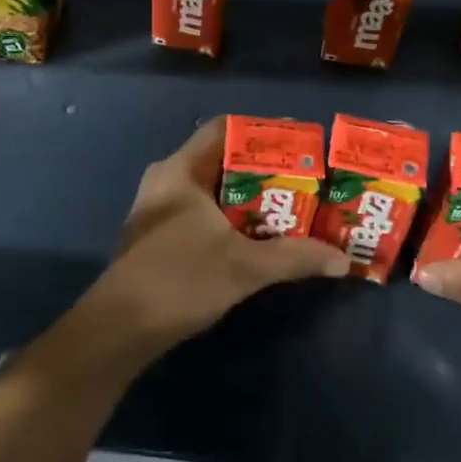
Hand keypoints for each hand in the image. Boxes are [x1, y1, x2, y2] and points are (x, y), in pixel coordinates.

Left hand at [83, 117, 347, 360]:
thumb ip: (294, 257)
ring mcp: (159, 210)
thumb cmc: (179, 280)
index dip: (263, 131)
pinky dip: (232, 218)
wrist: (118, 332)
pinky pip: (202, 212)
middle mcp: (167, 180)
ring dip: (249, 198)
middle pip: (223, 160)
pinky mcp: (158, 237)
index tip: (300, 143)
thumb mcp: (244, 266)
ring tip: (290, 206)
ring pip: (213, 190)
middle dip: (264, 169)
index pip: (225, 129)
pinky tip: (258, 238)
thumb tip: (343, 260)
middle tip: (305, 178)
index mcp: (181, 170)